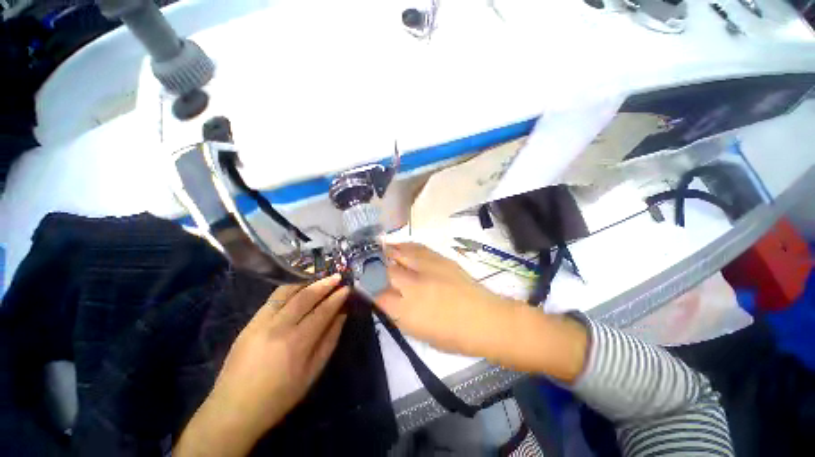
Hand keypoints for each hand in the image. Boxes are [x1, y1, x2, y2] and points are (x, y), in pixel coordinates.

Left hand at [175, 275, 349, 456]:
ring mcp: (261, 322)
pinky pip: (273, 298)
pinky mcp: (250, 322)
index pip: (322, 311)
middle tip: (337, 277)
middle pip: (306, 297)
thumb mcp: (312, 373)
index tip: (347, 288)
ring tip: (319, 278)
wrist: (233, 410)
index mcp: (297, 344)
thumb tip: (341, 315)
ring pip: (287, 292)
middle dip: (324, 284)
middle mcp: (278, 327)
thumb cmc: (279, 397)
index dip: (337, 298)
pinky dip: (289, 288)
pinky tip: (299, 287)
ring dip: (307, 282)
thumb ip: (329, 340)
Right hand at [377, 243, 586, 380]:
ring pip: (399, 253)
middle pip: (384, 269)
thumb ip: (397, 314)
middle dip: (371, 264)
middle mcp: (413, 285)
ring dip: (385, 250)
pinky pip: (416, 247)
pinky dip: (404, 245)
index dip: (365, 285)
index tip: (359, 281)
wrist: (485, 319)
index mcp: (406, 310)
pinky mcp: (439, 259)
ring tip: (376, 247)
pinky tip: (399, 245)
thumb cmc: (452, 335)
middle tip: (362, 260)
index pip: (376, 293)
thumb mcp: (418, 332)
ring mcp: (427, 268)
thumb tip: (383, 298)